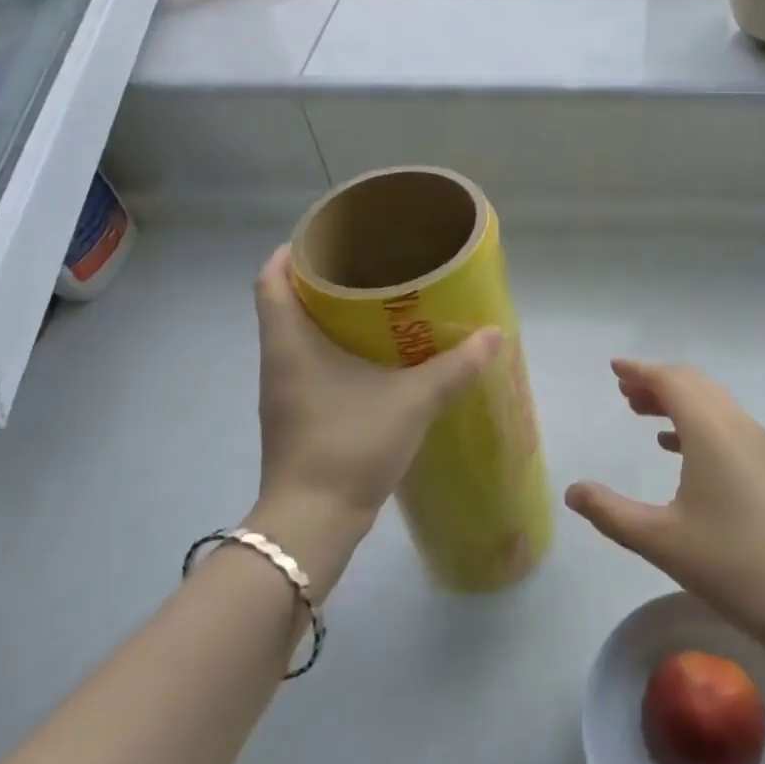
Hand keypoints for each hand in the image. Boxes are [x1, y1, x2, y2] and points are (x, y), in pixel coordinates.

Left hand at [251, 245, 500, 562]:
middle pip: (286, 304)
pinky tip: (374, 357)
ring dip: (329, 317)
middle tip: (368, 264)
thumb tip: (494, 334)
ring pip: (299, 337)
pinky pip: (310, 365)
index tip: (326, 238)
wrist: (312, 525)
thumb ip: (456, 367)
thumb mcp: (412, 401)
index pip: (270, 281)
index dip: (292, 254)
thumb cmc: (350, 446)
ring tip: (376, 303)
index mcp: (290, 344)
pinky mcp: (297, 417)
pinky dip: (335, 350)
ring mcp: (285, 393)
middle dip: (321, 281)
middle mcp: (278, 362)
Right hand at [565, 360, 764, 643]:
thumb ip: (611, 513)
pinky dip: (695, 422)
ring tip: (641, 413)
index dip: (640, 370)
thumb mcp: (661, 541)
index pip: (671, 380)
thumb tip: (573, 491)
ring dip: (676, 400)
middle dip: (656, 381)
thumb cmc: (733, 564)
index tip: (614, 368)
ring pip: (711, 402)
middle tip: (624, 391)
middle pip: (693, 383)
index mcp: (710, 430)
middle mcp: (736, 425)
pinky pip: (725, 424)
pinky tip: (676, 447)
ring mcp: (759, 444)